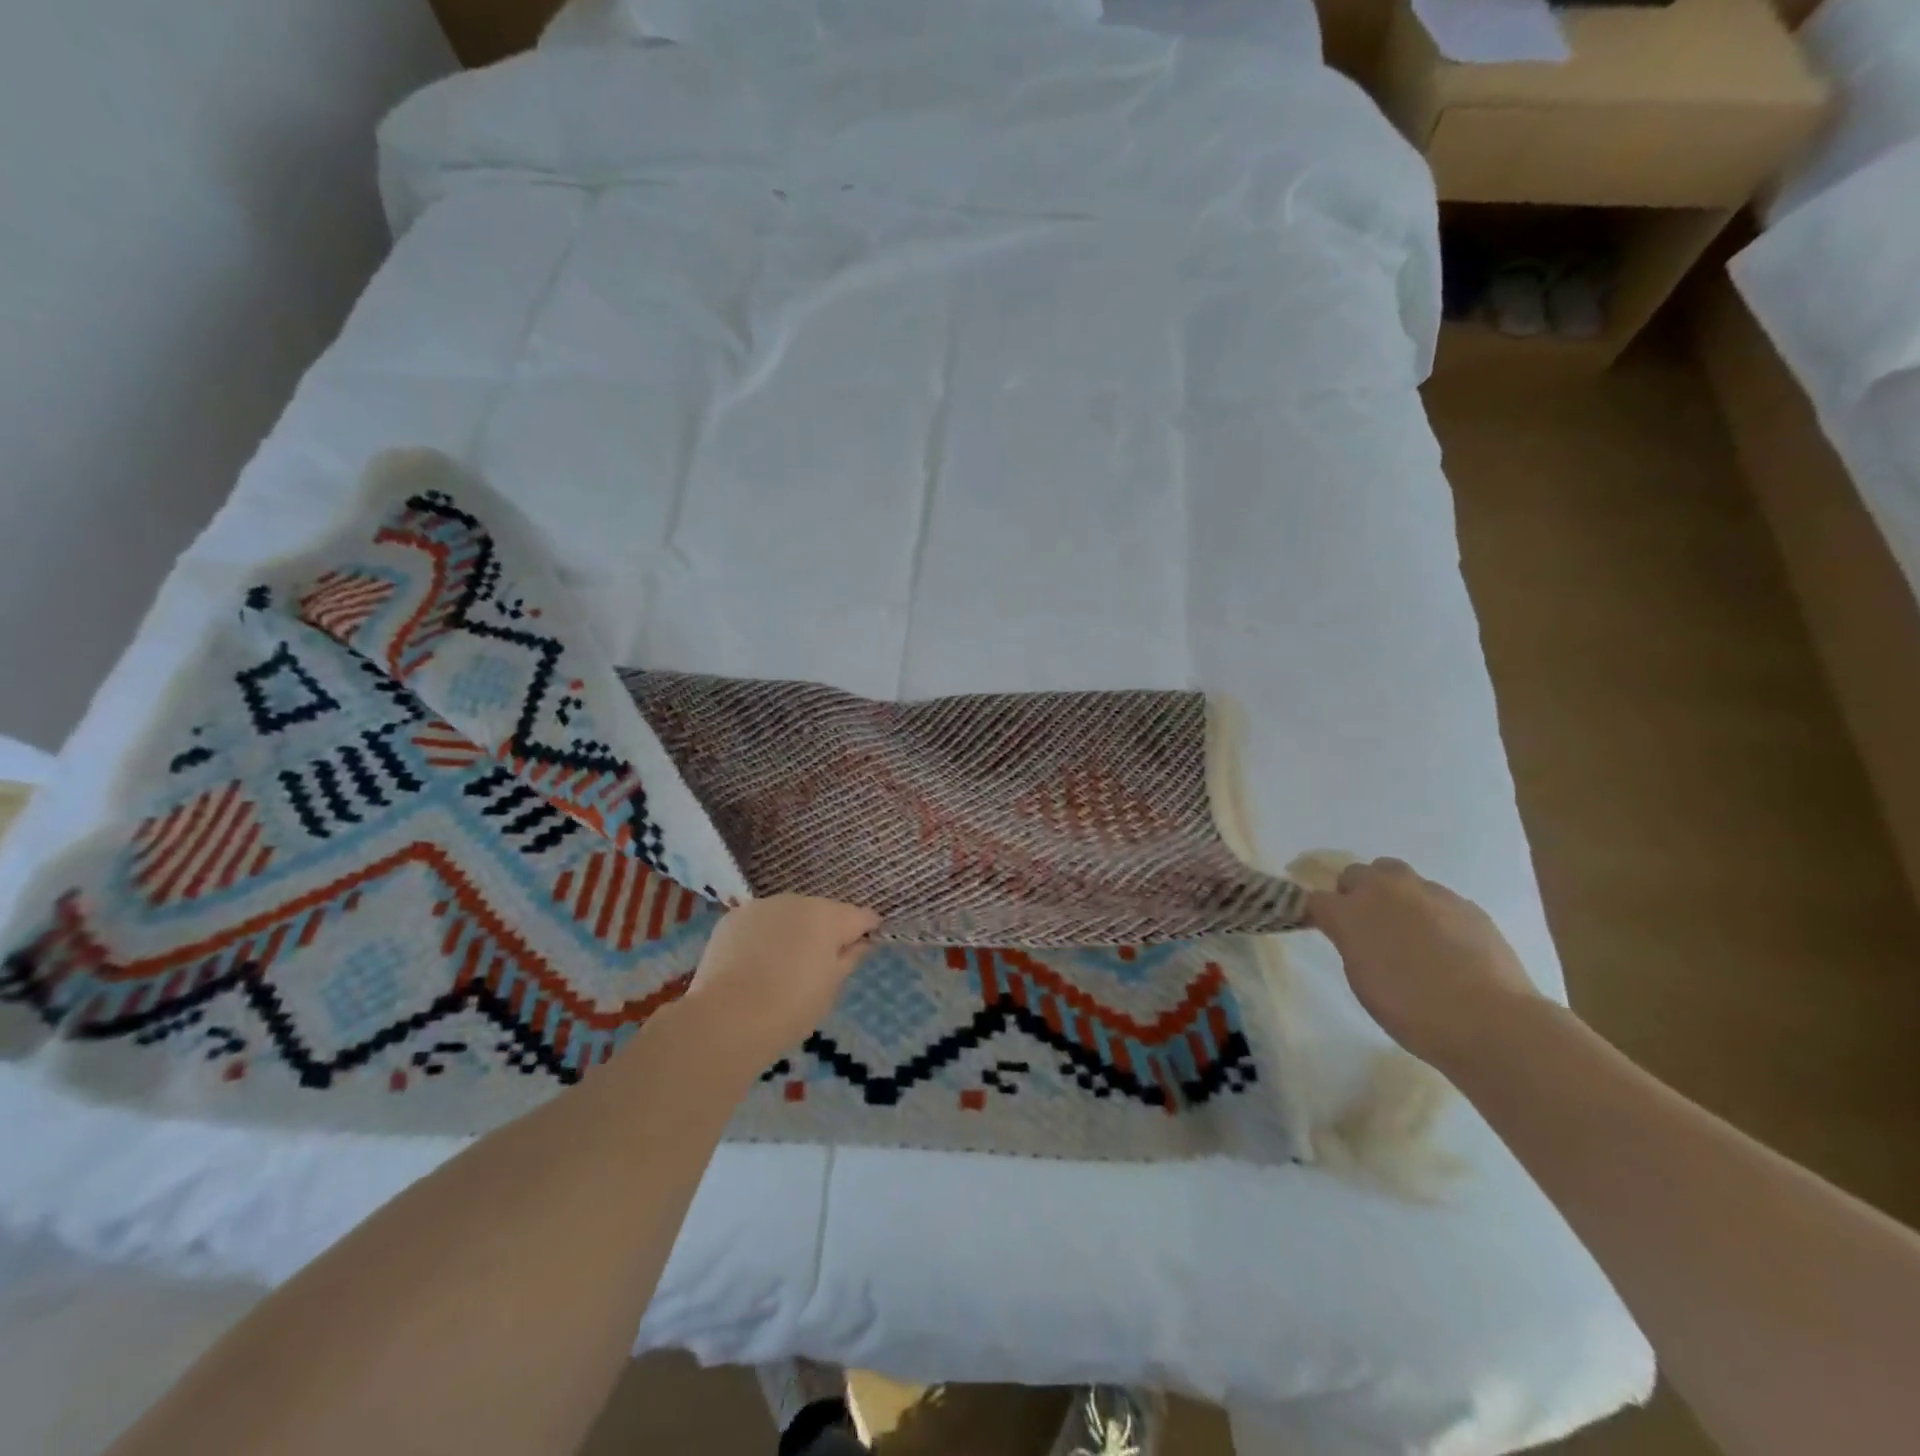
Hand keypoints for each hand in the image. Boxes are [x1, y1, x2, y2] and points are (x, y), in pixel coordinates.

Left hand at [680, 895, 878, 1066]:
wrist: (727, 1019)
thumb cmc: (791, 1008)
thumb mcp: (831, 988)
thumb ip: (849, 958)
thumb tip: (861, 943)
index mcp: (829, 917)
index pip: (861, 916)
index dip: (866, 931)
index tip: (862, 949)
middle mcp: (798, 901)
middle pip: (823, 912)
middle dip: (826, 932)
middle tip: (818, 967)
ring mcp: (762, 906)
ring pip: (789, 914)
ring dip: (793, 931)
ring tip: (782, 966)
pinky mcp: (733, 917)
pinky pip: (760, 922)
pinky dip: (763, 936)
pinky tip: (754, 964)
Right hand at [1306, 857, 1540, 1067]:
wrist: (1489, 1021)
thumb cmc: (1412, 1011)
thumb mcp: (1362, 980)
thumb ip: (1352, 944)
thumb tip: (1354, 933)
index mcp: (1350, 912)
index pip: (1316, 899)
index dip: (1317, 913)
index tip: (1323, 928)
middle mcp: (1384, 891)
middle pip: (1356, 873)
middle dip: (1354, 892)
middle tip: (1364, 924)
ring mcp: (1428, 892)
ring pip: (1396, 875)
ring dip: (1392, 894)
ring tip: (1405, 927)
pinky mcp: (1464, 903)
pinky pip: (1435, 897)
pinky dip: (1429, 911)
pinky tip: (1443, 942)